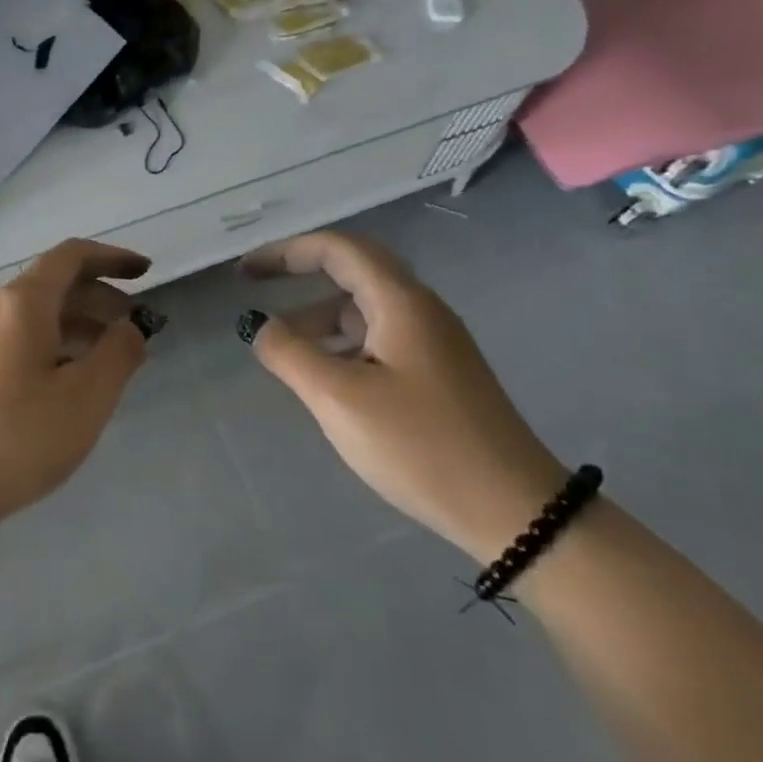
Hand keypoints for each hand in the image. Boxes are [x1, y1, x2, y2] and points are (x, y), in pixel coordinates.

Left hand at [0, 239, 152, 533]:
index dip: (112, 258)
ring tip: (112, 357)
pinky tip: (70, 380)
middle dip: (101, 298)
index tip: (146, 272)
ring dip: (79, 324)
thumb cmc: (17, 438)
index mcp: (22, 302)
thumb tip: (131, 325)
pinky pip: (20, 336)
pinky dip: (54, 343)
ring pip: (38, 314)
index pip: (72, 256)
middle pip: (55, 284)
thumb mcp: (85, 398)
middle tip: (136, 327)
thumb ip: (119, 353)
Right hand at [243, 230, 566, 562]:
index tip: (246, 271)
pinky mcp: (439, 373)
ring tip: (282, 349)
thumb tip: (259, 326)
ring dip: (319, 317)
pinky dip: (342, 344)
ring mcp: (434, 342)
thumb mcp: (340, 399)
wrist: (516, 512)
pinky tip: (325, 378)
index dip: (286, 251)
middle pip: (352, 271)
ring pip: (364, 309)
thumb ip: (290, 354)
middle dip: (299, 274)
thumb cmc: (422, 447)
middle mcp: (420, 309)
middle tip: (255, 288)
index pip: (337, 249)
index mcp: (400, 302)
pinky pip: (379, 339)